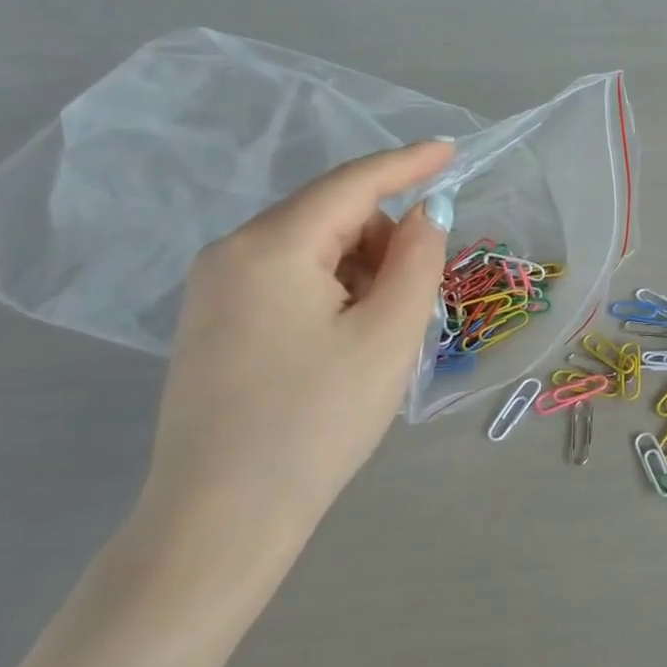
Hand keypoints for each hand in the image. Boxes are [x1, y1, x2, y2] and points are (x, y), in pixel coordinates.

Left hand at [133, 142, 453, 581]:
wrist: (223, 516)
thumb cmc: (318, 418)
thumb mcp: (389, 335)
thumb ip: (417, 260)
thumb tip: (427, 213)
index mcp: (271, 247)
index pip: (352, 184)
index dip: (407, 163)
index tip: (451, 149)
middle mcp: (231, 254)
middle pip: (329, 216)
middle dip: (385, 237)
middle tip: (422, 292)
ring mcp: (214, 291)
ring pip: (311, 250)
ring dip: (362, 269)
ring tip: (385, 329)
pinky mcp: (214, 324)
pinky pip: (288, 280)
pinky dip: (333, 290)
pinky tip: (349, 340)